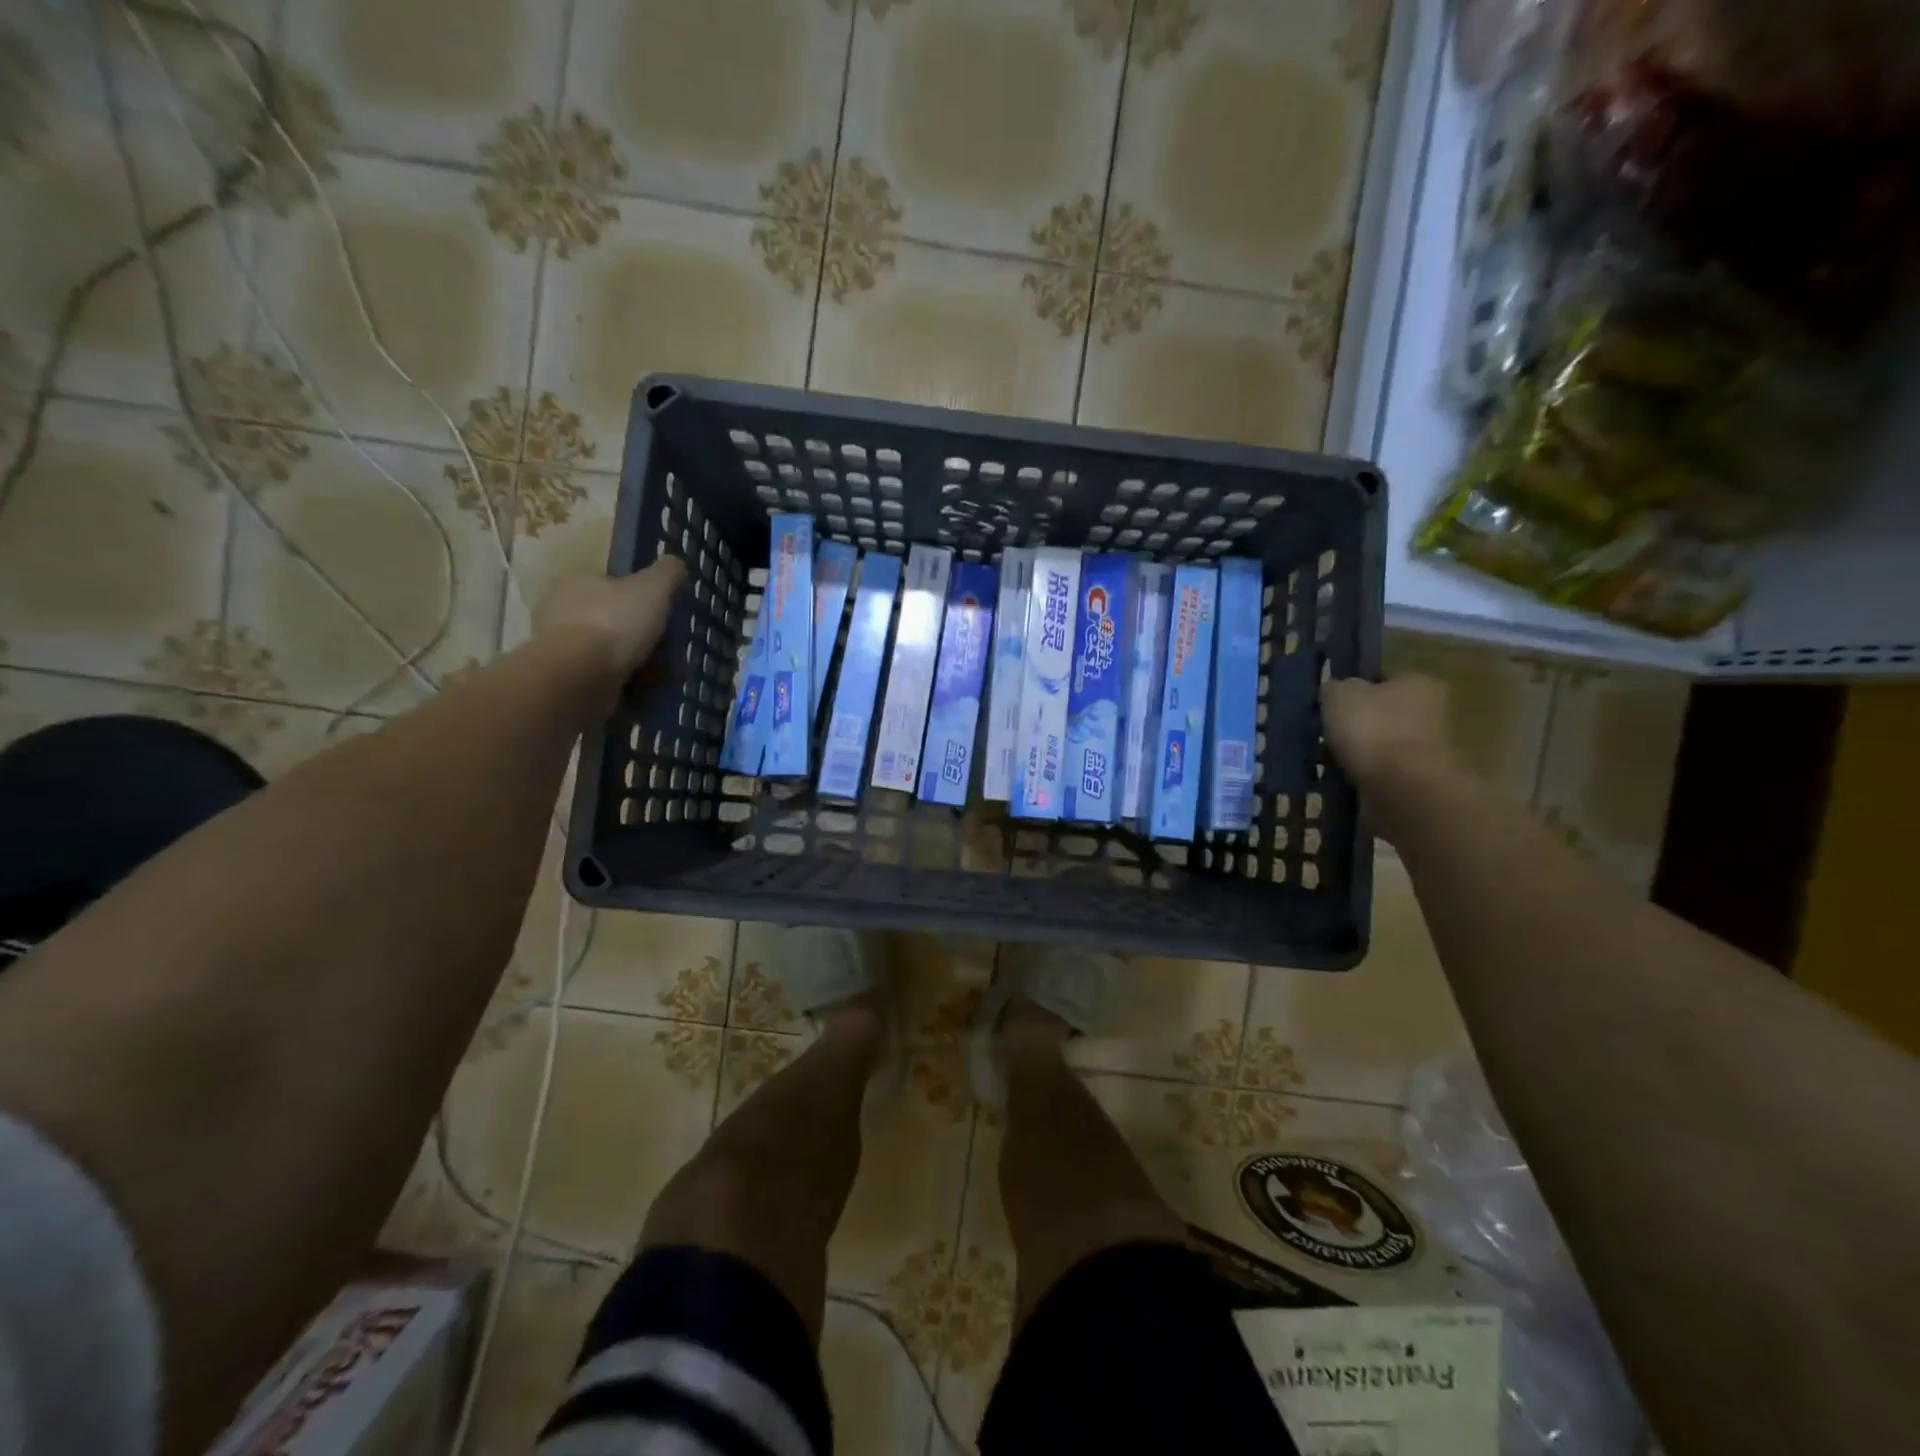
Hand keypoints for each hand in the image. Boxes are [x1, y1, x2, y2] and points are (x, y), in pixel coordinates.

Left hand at [534, 556, 686, 701]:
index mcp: (575, 582)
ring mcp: (559, 647)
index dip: (640, 599)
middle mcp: (559, 611)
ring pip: (608, 651)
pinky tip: (645, 691)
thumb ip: (668, 573)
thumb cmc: (614, 623)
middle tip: (667, 650)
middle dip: (640, 636)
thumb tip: (676, 563)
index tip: (662, 615)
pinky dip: (625, 684)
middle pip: (612, 620)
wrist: (579, 677)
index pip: (611, 584)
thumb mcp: (653, 588)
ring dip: (636, 663)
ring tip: (662, 676)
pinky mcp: (564, 679)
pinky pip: (603, 678)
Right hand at [1321, 674, 1457, 797]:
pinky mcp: (1415, 781)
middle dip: (1355, 725)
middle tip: (1325, 733)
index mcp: (1419, 683)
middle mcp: (1430, 712)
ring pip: (1378, 745)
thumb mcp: (1339, 694)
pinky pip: (1378, 772)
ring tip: (1326, 759)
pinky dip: (1360, 775)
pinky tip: (1340, 777)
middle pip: (1382, 714)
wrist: (1400, 788)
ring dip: (1356, 752)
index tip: (1330, 704)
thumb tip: (1334, 691)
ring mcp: (1425, 750)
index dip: (1354, 690)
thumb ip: (1335, 687)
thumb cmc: (1372, 729)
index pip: (1383, 680)